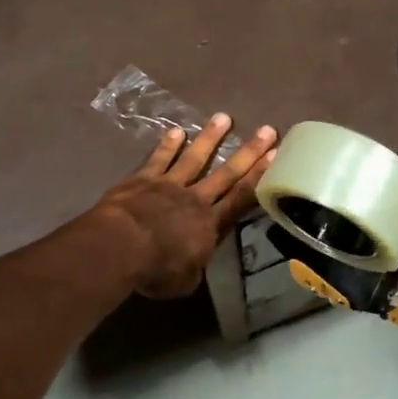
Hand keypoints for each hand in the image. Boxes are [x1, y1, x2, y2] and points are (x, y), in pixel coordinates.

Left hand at [92, 114, 276, 297]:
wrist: (120, 246)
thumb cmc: (154, 270)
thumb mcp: (184, 281)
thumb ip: (195, 267)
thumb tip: (197, 261)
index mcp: (210, 225)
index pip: (242, 198)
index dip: (260, 177)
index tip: (277, 156)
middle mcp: (195, 198)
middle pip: (227, 173)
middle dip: (249, 152)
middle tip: (267, 130)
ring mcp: (169, 184)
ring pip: (195, 157)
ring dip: (211, 138)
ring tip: (224, 117)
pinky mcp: (144, 178)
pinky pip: (159, 159)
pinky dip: (168, 145)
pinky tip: (177, 131)